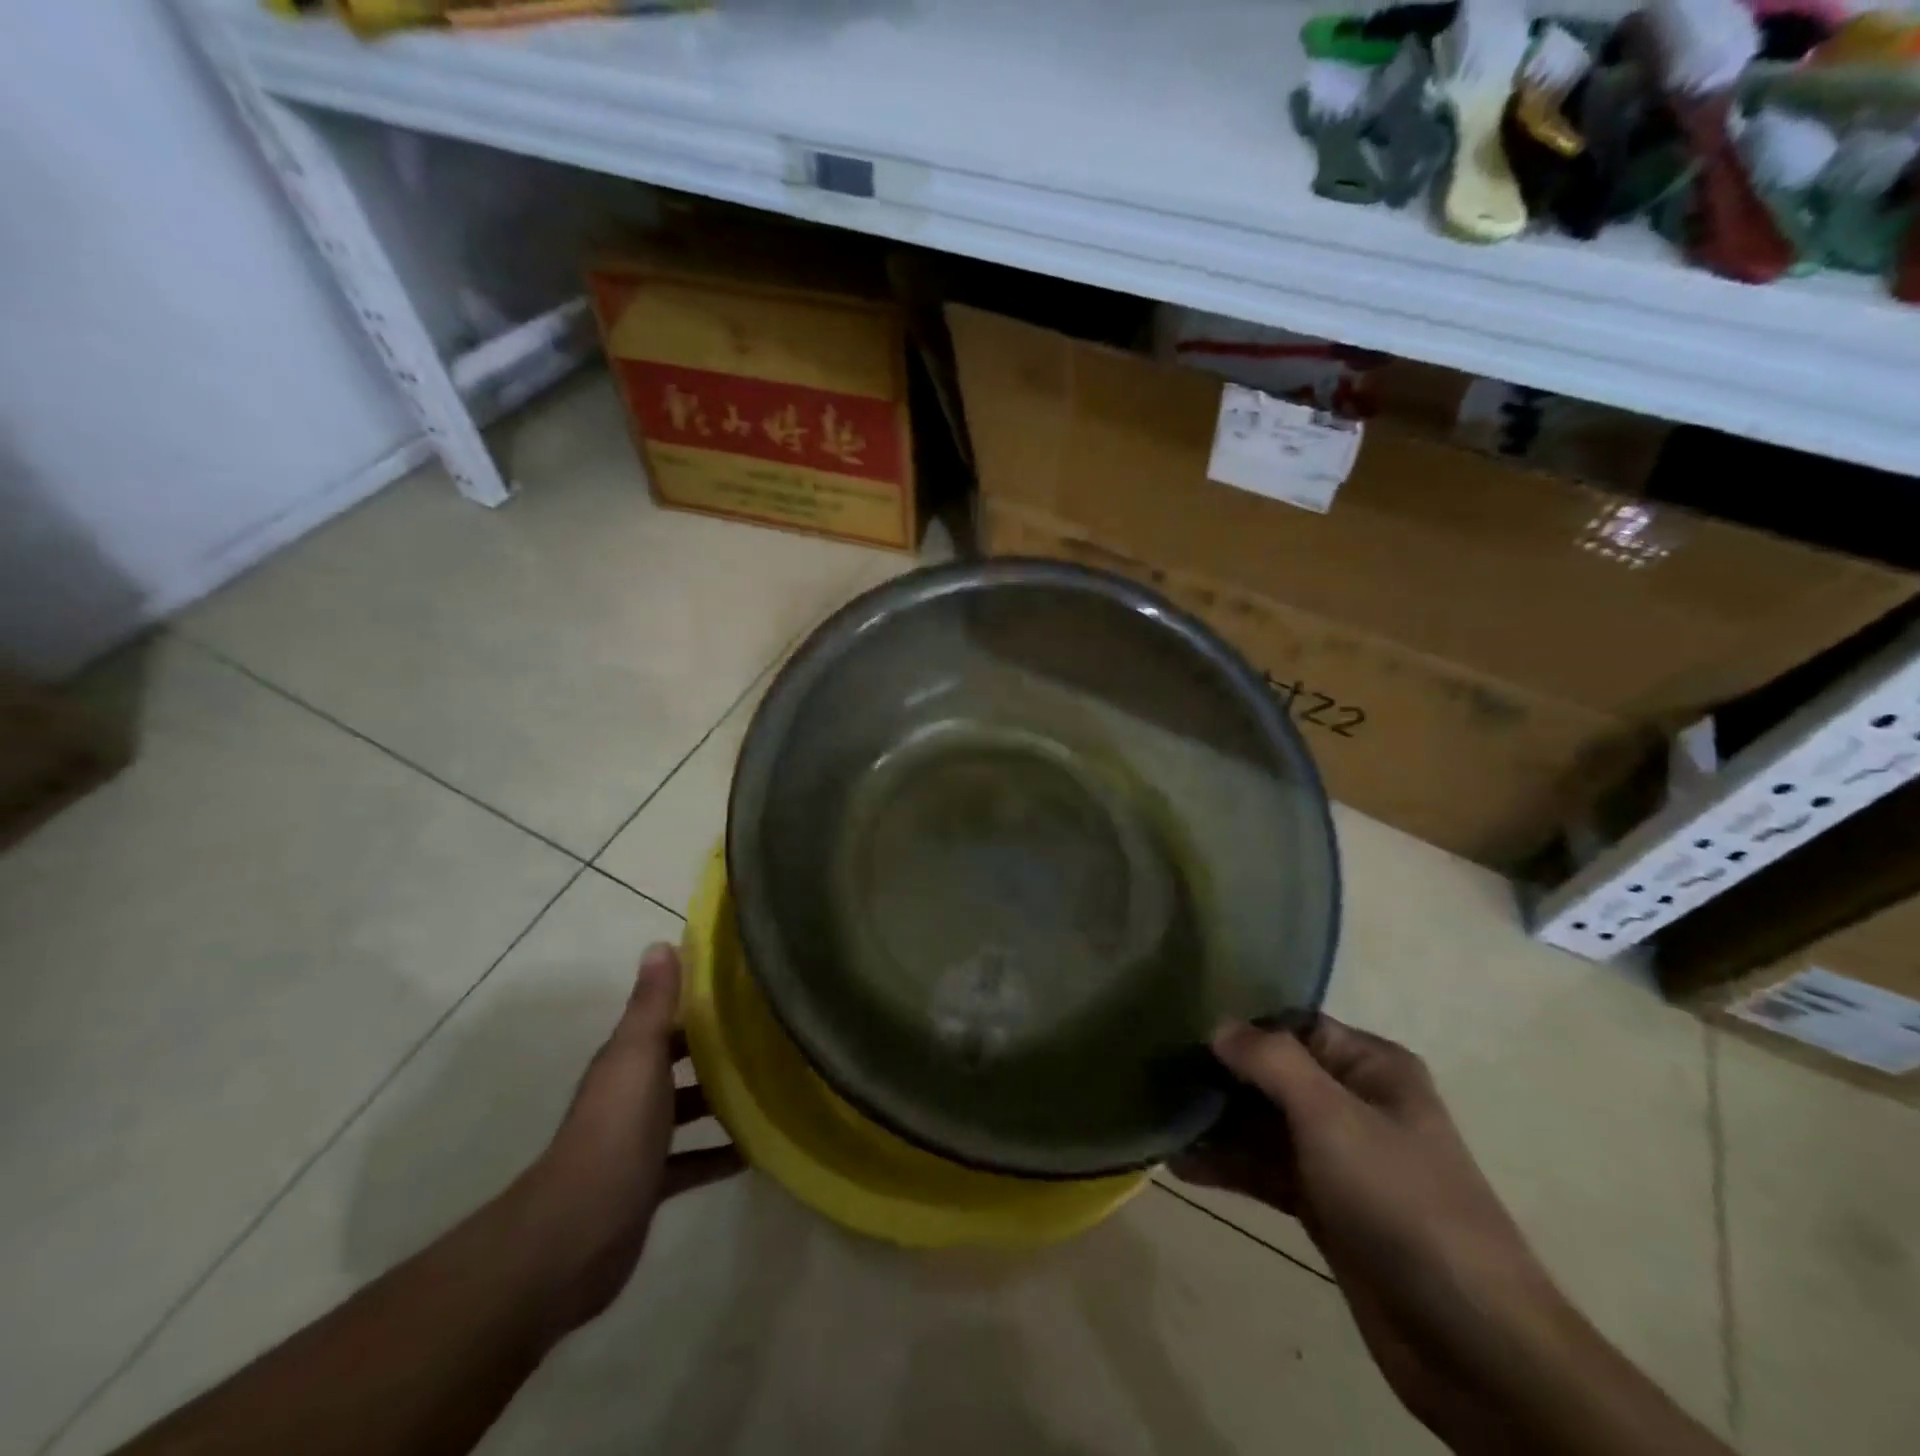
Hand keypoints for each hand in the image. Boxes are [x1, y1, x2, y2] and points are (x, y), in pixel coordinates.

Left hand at [510, 943, 743, 1334]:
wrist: (575, 1236)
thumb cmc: (615, 1133)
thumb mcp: (638, 1057)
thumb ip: (652, 1004)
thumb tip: (660, 943)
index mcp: (628, 1059)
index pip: (668, 1019)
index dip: (702, 1002)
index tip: (750, 989)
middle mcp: (632, 1093)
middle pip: (680, 1061)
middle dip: (720, 1049)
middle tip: (775, 1037)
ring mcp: (640, 1141)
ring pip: (688, 1109)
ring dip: (723, 1101)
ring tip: (776, 1087)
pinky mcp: (650, 1183)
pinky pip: (693, 1160)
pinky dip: (720, 1154)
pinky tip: (757, 1150)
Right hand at [1173, 1019, 1561, 1451]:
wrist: (1473, 1344)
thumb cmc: (1402, 1203)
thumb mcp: (1333, 1117)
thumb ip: (1271, 1062)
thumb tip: (1218, 1025)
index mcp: (1371, 1068)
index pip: (1293, 1025)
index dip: (1240, 1024)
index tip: (1181, 1025)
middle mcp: (1355, 1103)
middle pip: (1272, 1074)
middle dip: (1219, 1076)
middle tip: (1157, 1073)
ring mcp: (1339, 1158)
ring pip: (1264, 1125)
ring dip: (1216, 1124)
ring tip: (1158, 1119)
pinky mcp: (1325, 1206)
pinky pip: (1266, 1171)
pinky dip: (1228, 1166)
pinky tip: (1181, 1165)